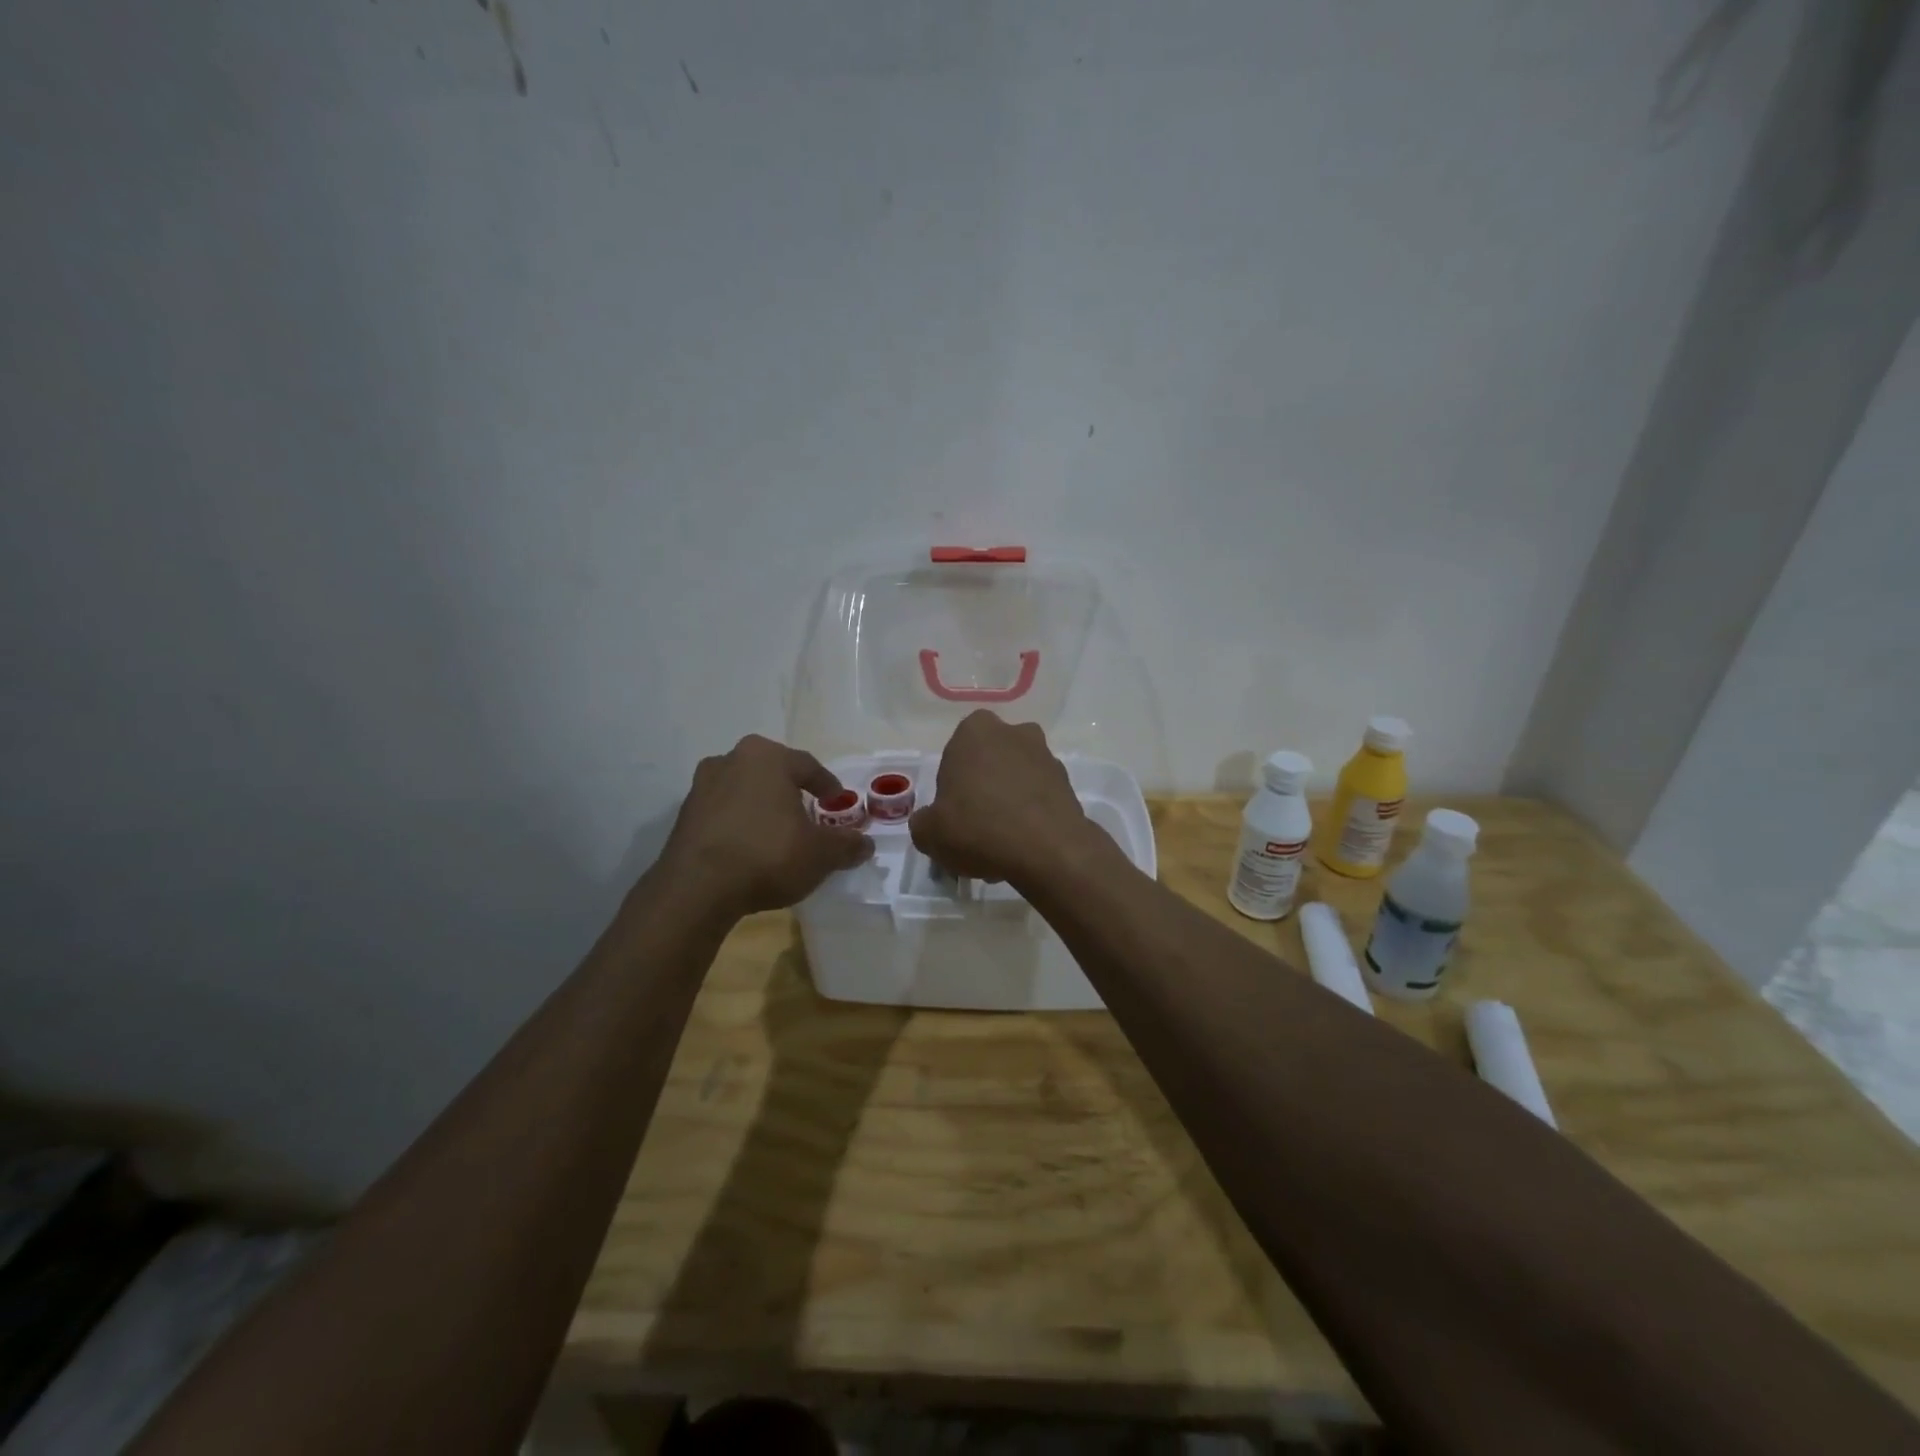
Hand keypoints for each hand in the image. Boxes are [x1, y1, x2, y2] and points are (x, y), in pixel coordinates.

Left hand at [655, 735, 873, 919]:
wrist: (697, 889)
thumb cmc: (767, 855)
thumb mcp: (821, 854)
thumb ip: (847, 845)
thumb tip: (866, 844)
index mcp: (767, 757)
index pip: (807, 765)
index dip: (826, 784)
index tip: (836, 799)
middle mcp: (731, 760)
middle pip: (772, 772)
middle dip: (790, 790)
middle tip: (807, 811)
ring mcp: (702, 786)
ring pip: (744, 790)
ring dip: (761, 805)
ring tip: (777, 830)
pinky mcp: (684, 815)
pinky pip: (723, 812)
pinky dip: (739, 823)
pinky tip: (749, 846)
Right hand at [909, 710, 1099, 884]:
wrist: (1048, 850)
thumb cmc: (979, 828)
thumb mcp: (929, 833)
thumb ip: (924, 822)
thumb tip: (931, 822)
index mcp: (975, 731)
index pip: (955, 753)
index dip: (951, 785)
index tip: (953, 813)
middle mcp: (1014, 733)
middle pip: (989, 764)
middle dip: (982, 791)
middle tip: (975, 829)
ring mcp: (1046, 756)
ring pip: (1015, 781)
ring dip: (1007, 805)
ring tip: (1000, 847)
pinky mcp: (1068, 783)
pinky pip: (1038, 798)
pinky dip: (1030, 817)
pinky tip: (1022, 848)